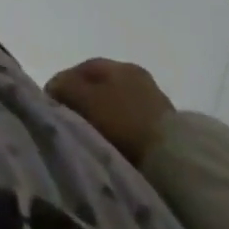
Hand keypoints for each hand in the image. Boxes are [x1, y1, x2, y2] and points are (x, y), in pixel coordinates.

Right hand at [46, 58, 175, 164]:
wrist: (177, 162)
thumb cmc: (125, 122)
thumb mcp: (86, 99)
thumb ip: (65, 87)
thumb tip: (53, 86)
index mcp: (121, 65)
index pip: (83, 68)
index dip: (64, 83)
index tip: (51, 104)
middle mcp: (139, 78)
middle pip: (102, 88)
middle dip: (84, 102)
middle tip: (69, 120)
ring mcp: (156, 106)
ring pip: (118, 108)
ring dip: (103, 120)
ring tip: (90, 138)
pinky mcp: (167, 133)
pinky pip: (133, 127)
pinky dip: (120, 134)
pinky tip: (113, 148)